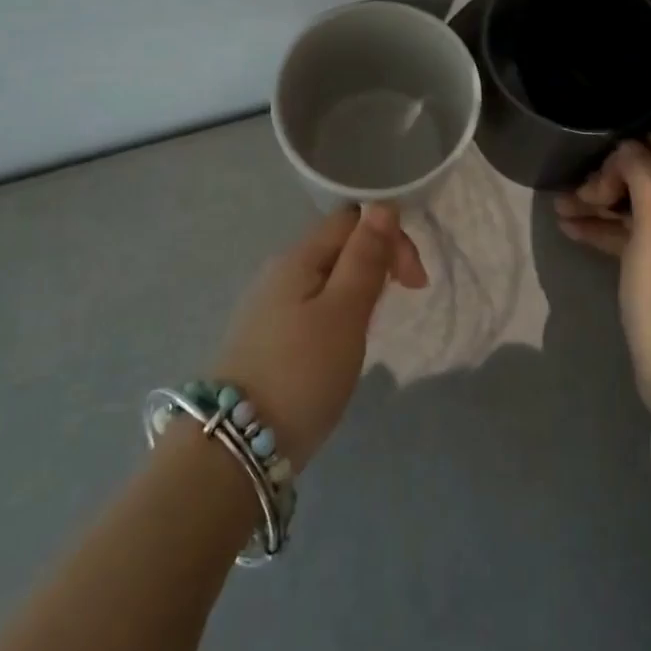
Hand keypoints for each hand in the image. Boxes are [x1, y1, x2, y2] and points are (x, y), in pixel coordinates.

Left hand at [212, 204, 426, 466]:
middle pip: (339, 244)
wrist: (236, 444)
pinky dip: (339, 312)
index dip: (390, 236)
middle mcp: (280, 269)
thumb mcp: (345, 312)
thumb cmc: (302, 371)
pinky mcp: (267, 335)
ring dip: (360, 289)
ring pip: (328, 276)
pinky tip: (343, 343)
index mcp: (299, 255)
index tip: (414, 282)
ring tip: (373, 326)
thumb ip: (365, 257)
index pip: (354, 218)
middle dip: (378, 262)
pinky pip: (313, 304)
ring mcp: (270, 303)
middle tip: (399, 302)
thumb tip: (383, 206)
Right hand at [555, 134, 650, 414]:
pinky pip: (623, 235)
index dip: (626, 149)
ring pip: (628, 205)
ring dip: (595, 201)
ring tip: (559, 209)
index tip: (595, 168)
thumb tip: (624, 150)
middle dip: (604, 176)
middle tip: (575, 195)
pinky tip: (568, 230)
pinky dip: (598, 228)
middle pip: (642, 174)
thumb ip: (642, 173)